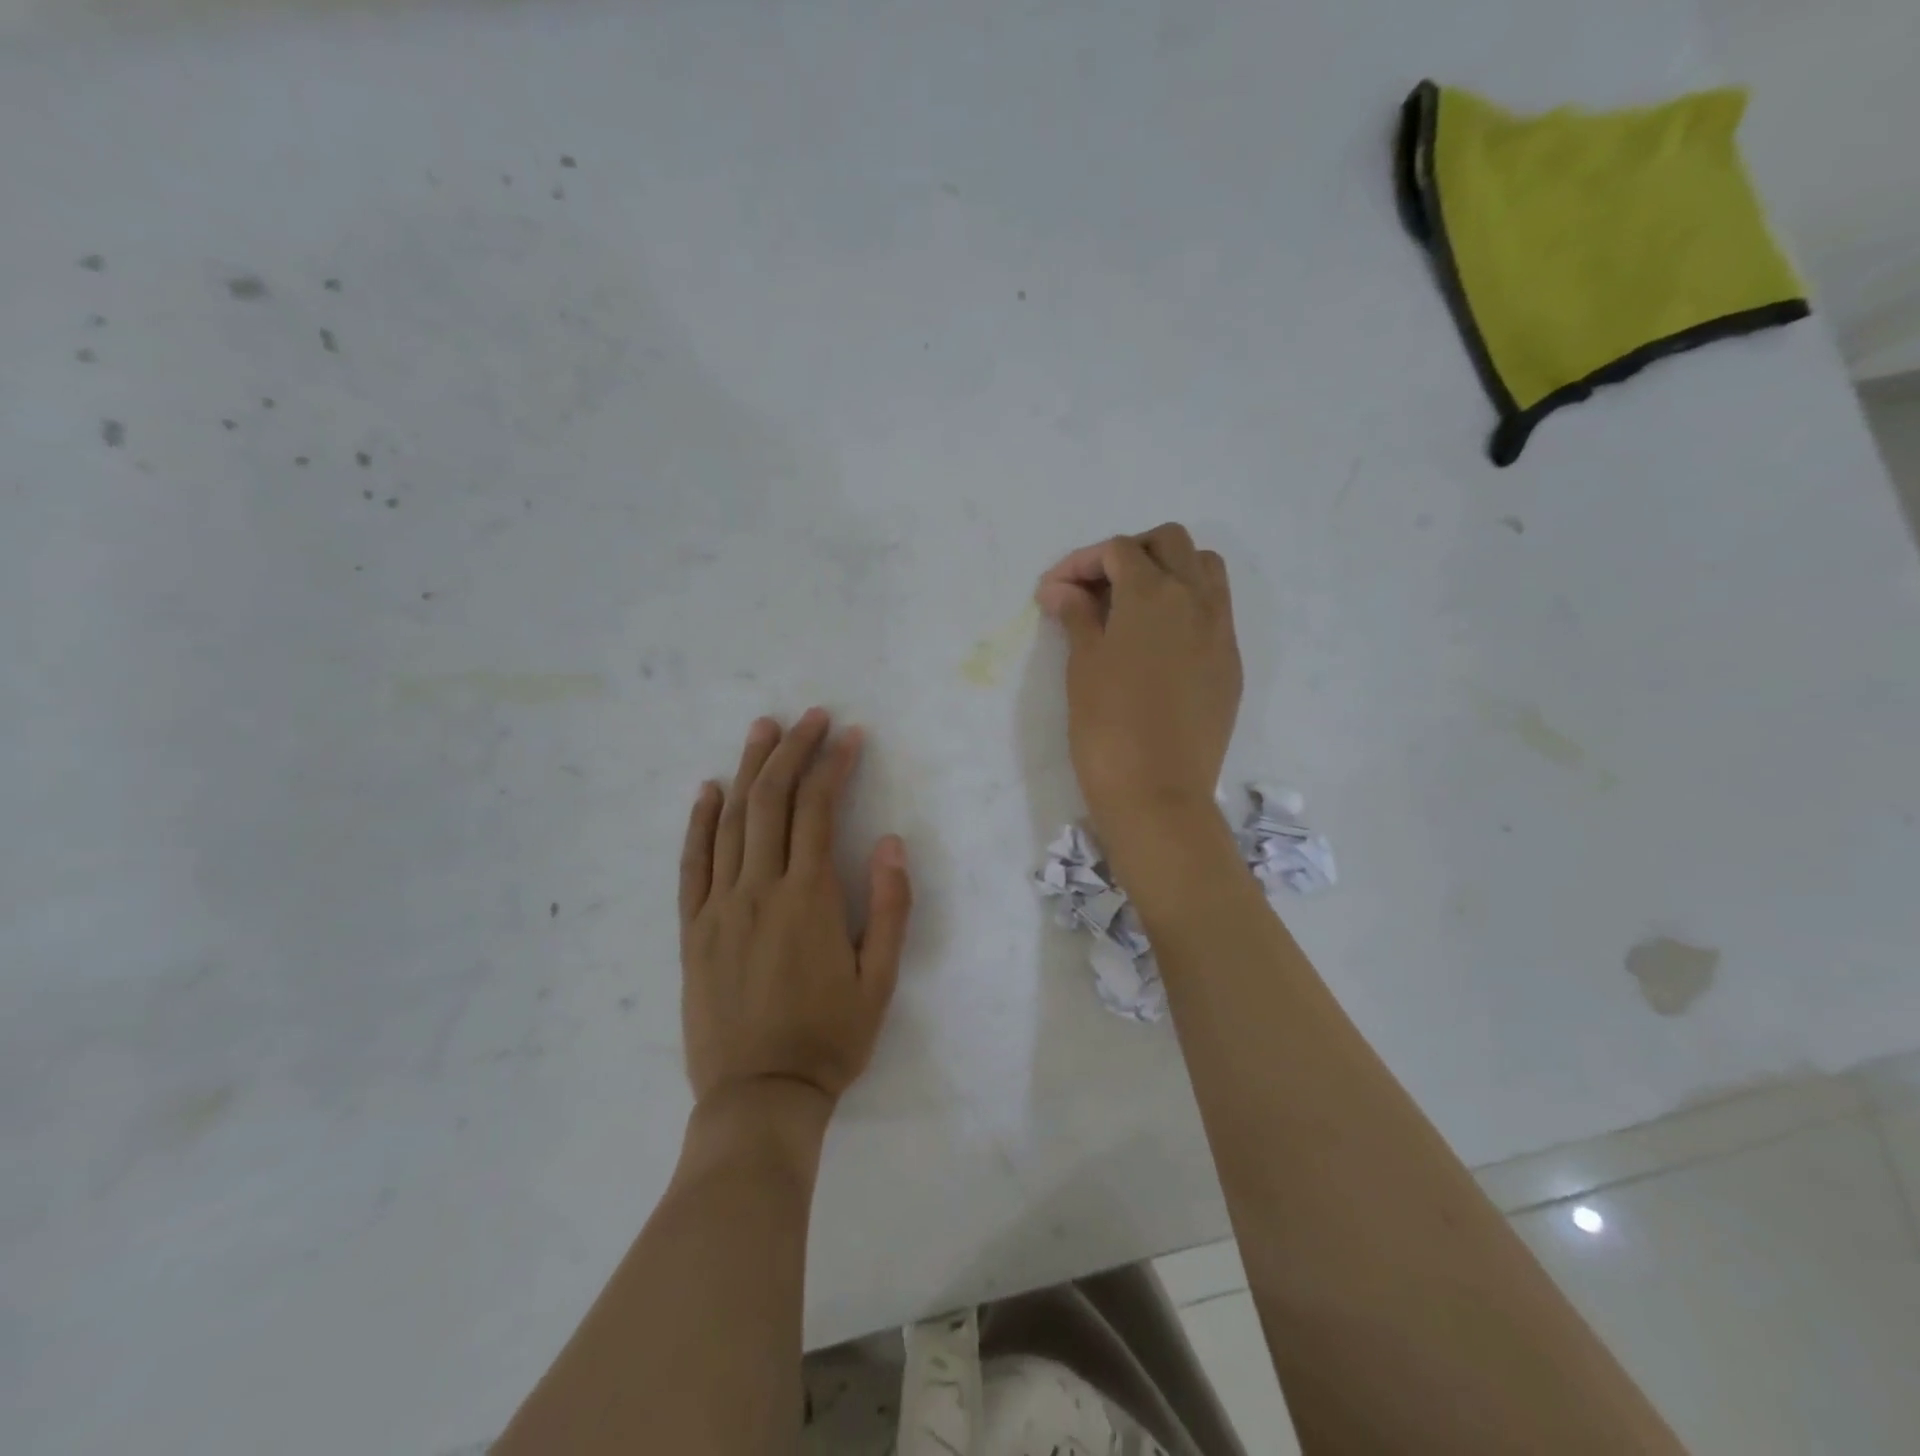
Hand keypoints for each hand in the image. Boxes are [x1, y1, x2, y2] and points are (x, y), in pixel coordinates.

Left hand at [679, 710, 912, 1108]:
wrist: (758, 1096)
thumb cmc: (829, 1039)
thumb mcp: (880, 980)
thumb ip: (888, 907)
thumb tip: (889, 842)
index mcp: (808, 898)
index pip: (818, 811)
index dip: (834, 766)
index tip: (849, 736)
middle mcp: (758, 890)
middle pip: (772, 801)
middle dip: (792, 751)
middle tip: (807, 717)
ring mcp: (718, 907)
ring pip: (731, 822)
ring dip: (748, 770)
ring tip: (762, 730)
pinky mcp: (692, 929)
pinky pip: (692, 864)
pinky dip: (699, 822)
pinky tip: (707, 791)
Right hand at [1035, 523, 1241, 848]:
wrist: (1158, 791)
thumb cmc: (1107, 725)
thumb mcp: (1083, 664)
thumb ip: (1077, 616)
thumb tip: (1060, 589)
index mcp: (1153, 594)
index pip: (1119, 550)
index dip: (1081, 562)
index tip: (1055, 591)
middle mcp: (1195, 599)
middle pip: (1169, 543)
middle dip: (1130, 553)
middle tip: (1097, 588)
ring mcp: (1221, 630)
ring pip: (1204, 569)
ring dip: (1168, 571)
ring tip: (1134, 605)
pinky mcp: (1230, 662)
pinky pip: (1215, 611)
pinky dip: (1187, 606)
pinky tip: (1159, 641)